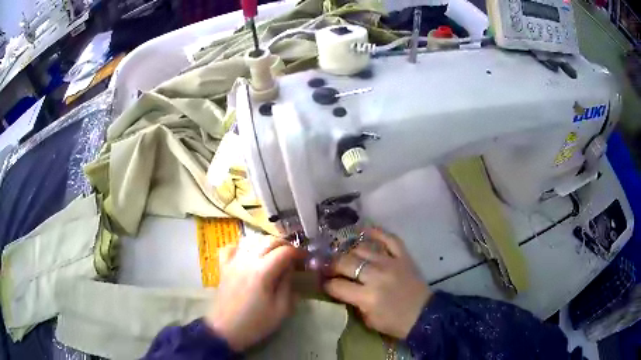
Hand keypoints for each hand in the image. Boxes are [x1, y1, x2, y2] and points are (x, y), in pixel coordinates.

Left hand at [205, 236, 299, 351]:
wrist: (225, 330)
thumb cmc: (255, 323)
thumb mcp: (281, 310)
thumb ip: (288, 285)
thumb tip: (290, 269)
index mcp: (262, 272)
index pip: (284, 251)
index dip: (298, 252)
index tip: (305, 259)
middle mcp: (247, 261)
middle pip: (268, 241)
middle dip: (285, 244)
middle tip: (293, 255)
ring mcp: (233, 262)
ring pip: (251, 240)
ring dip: (266, 242)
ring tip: (274, 253)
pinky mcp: (223, 266)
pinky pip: (231, 247)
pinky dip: (242, 245)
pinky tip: (248, 253)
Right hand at [324, 227, 431, 338]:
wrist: (424, 315)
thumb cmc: (395, 323)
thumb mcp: (368, 320)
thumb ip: (352, 303)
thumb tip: (339, 289)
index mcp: (367, 297)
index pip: (337, 285)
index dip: (325, 284)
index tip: (322, 282)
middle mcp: (376, 276)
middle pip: (345, 263)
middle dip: (331, 265)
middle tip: (327, 267)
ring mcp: (391, 263)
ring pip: (362, 248)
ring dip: (348, 251)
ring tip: (343, 255)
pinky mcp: (403, 256)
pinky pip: (389, 238)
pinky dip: (376, 232)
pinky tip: (363, 231)